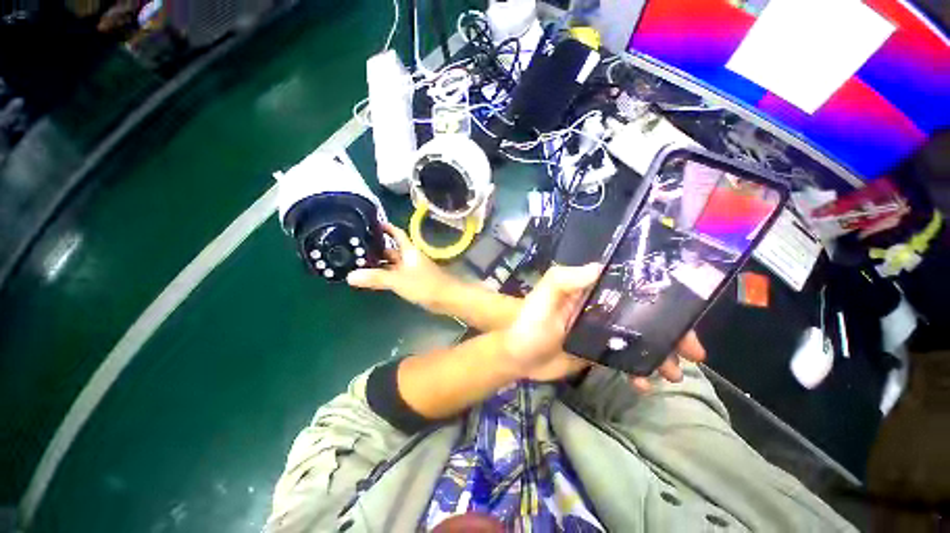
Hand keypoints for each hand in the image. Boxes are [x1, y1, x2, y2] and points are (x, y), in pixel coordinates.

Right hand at [346, 223, 456, 310]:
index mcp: (409, 251)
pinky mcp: (414, 281)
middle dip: (376, 248)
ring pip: (393, 263)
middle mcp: (410, 257)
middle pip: (392, 249)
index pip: (397, 233)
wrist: (446, 299)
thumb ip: (376, 278)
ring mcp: (412, 270)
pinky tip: (374, 279)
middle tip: (354, 248)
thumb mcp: (399, 280)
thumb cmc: (425, 285)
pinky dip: (385, 274)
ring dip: (379, 263)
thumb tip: (349, 276)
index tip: (370, 223)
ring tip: (358, 263)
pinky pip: (396, 274)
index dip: (386, 227)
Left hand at [501, 264, 705, 386]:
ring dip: (660, 355)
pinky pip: (624, 361)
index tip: (686, 314)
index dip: (659, 300)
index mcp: (589, 292)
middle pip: (642, 317)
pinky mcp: (596, 354)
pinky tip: (643, 384)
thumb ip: (565, 279)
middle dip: (670, 333)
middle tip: (694, 354)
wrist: (517, 356)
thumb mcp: (544, 295)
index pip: (630, 290)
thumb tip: (599, 267)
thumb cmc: (529, 322)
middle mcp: (598, 309)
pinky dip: (638, 371)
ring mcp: (600, 333)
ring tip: (673, 375)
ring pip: (638, 341)